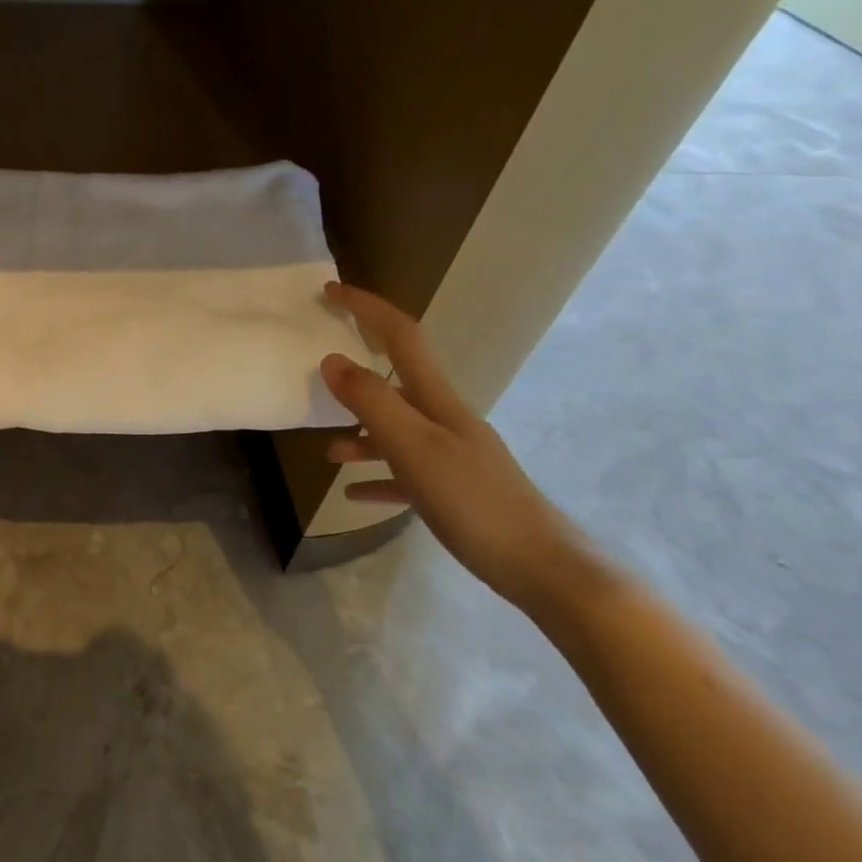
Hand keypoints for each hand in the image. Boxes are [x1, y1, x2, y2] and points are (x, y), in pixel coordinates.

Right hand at [319, 283, 592, 612]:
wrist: (545, 570)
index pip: (400, 335)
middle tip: (316, 372)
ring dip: (359, 434)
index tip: (330, 291)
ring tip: (328, 452)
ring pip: (395, 431)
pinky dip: (377, 477)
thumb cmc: (475, 502)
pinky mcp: (454, 492)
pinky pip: (404, 474)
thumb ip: (371, 402)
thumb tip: (331, 359)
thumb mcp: (414, 448)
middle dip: (355, 373)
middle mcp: (443, 419)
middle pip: (394, 382)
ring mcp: (451, 456)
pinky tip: (354, 493)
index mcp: (437, 400)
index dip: (367, 307)